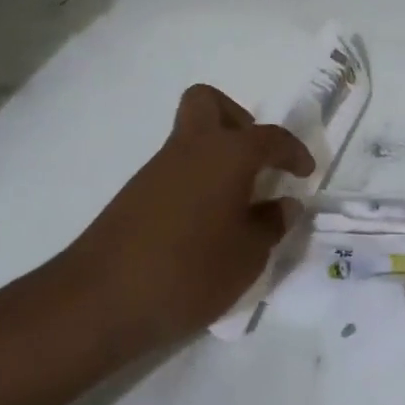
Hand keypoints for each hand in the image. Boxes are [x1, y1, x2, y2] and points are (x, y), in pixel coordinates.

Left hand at [69, 84, 313, 345]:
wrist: (100, 301)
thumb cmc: (189, 272)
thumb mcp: (247, 256)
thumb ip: (271, 225)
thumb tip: (283, 204)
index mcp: (227, 154)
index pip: (270, 137)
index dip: (293, 151)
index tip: (304, 173)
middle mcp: (191, 148)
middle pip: (209, 103)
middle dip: (237, 120)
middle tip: (255, 161)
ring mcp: (157, 169)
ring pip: (190, 137)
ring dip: (216, 157)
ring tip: (236, 205)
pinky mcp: (135, 194)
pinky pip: (175, 169)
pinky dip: (196, 182)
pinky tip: (205, 225)